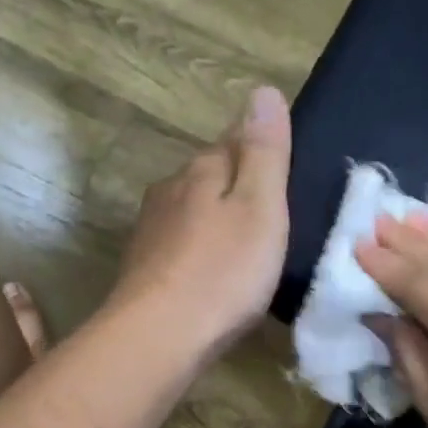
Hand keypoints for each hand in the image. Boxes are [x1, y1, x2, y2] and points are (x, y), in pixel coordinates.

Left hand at [108, 85, 291, 361]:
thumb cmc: (222, 272)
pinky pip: (179, 245)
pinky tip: (210, 271)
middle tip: (272, 211)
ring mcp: (150, 230)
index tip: (284, 165)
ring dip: (215, 218)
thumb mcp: (260, 208)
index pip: (234, 140)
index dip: (261, 148)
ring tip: (244, 243)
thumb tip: (262, 91)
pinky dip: (199, 250)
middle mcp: (169, 191)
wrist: (158, 336)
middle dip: (236, 184)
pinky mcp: (143, 268)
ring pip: (191, 210)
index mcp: (201, 171)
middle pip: (209, 175)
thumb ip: (264, 152)